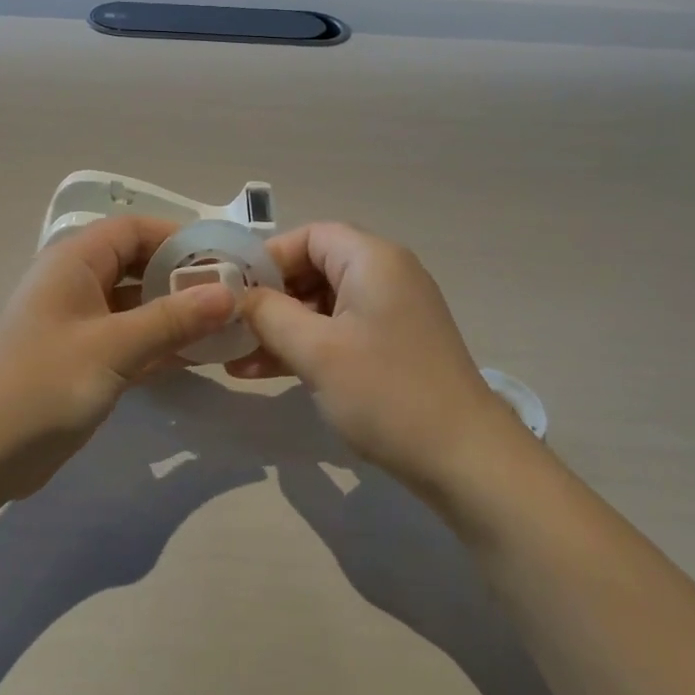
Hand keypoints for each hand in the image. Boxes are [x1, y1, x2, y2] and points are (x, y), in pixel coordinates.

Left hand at [0, 217, 237, 495]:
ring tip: (224, 327)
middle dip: (182, 278)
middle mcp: (76, 283)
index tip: (222, 260)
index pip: (133, 229)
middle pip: (137, 265)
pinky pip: (129, 338)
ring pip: (136, 305)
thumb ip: (173, 318)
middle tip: (231, 296)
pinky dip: (159, 343)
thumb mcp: (115, 346)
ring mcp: (78, 323)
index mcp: (74, 261)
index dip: (178, 238)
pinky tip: (196, 357)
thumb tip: (228, 293)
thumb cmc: (46, 383)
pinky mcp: (82, 358)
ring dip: (175, 314)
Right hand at [231, 223, 524, 490]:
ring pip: (324, 304)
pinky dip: (306, 345)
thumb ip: (270, 314)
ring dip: (282, 327)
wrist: (464, 458)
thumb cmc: (386, 393)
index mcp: (373, 259)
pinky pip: (340, 331)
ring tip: (235, 357)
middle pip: (315, 268)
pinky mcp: (393, 345)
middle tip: (231, 326)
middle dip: (270, 297)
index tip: (233, 291)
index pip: (310, 236)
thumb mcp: (316, 351)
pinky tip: (264, 371)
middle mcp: (386, 275)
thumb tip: (238, 296)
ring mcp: (392, 312)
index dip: (268, 258)